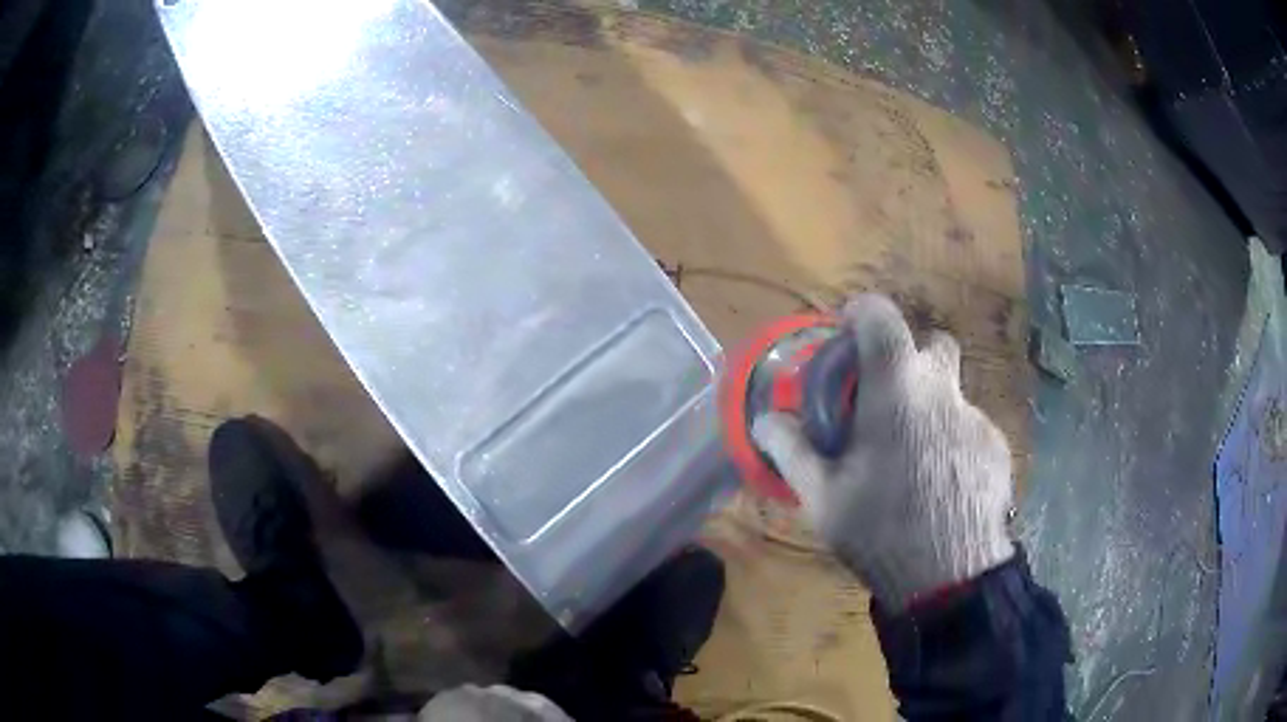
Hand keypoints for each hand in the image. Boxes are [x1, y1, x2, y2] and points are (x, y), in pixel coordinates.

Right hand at [752, 294, 1013, 609]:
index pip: (882, 316)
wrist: (951, 576)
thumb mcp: (821, 497)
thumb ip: (791, 449)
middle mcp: (943, 390)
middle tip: (886, 401)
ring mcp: (977, 417)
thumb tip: (766, 419)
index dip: (862, 313)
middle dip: (908, 360)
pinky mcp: (996, 445)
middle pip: (931, 345)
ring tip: (912, 461)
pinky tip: (941, 486)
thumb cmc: (880, 530)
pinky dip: (951, 442)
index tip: (848, 334)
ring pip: (950, 393)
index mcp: (896, 389)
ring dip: (929, 409)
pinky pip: (968, 428)